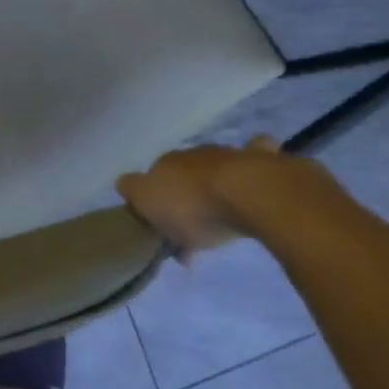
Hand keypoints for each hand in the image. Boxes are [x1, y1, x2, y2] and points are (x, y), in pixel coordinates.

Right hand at [118, 137, 346, 260]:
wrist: (249, 193)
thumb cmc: (194, 206)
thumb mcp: (149, 203)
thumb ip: (133, 191)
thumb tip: (126, 185)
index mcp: (165, 163)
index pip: (150, 180)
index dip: (153, 204)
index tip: (162, 231)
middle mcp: (193, 154)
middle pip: (183, 177)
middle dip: (185, 199)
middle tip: (193, 235)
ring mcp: (228, 154)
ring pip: (214, 170)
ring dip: (214, 189)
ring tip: (224, 220)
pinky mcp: (262, 160)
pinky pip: (256, 154)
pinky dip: (255, 158)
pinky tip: (257, 172)